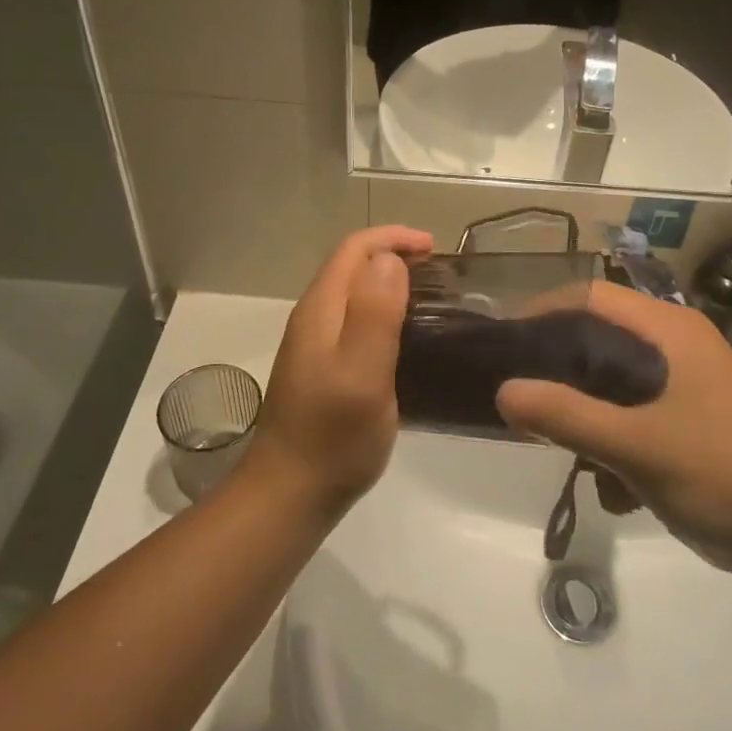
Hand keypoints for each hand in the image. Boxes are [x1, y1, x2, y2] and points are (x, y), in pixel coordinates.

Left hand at [245, 225, 432, 516]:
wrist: (291, 492)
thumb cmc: (333, 436)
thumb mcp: (361, 374)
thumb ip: (373, 314)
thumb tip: (389, 259)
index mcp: (321, 309)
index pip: (354, 249)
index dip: (393, 238)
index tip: (434, 248)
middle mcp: (314, 318)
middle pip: (352, 266)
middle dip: (394, 256)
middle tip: (440, 273)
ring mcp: (315, 344)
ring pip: (354, 293)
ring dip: (389, 283)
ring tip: (431, 298)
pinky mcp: (323, 367)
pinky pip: (355, 320)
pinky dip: (383, 311)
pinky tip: (406, 336)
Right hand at [495, 282, 731, 559]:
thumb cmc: (724, 476)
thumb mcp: (637, 447)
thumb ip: (567, 416)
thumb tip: (503, 392)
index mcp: (670, 330)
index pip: (591, 295)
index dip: (543, 311)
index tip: (507, 345)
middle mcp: (679, 343)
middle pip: (600, 333)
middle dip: (559, 365)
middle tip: (522, 393)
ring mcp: (689, 380)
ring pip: (616, 375)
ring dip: (586, 407)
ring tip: (560, 443)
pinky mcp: (695, 415)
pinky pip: (636, 407)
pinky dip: (614, 433)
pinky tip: (609, 481)